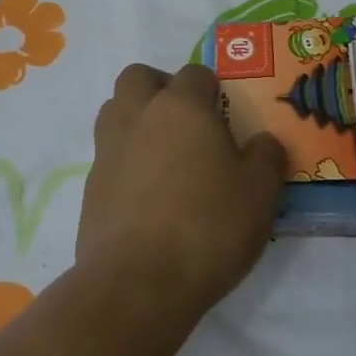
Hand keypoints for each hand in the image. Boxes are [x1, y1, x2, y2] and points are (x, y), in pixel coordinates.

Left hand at [79, 63, 287, 322]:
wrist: (137, 283)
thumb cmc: (207, 226)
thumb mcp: (259, 193)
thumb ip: (266, 157)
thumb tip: (263, 142)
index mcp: (181, 107)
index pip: (194, 73)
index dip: (211, 88)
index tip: (224, 115)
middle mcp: (138, 116)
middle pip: (139, 77)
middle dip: (160, 88)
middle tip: (186, 121)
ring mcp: (108, 150)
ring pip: (115, 110)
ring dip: (136, 119)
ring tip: (165, 155)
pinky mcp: (90, 186)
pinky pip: (108, 155)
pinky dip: (125, 161)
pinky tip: (147, 195)